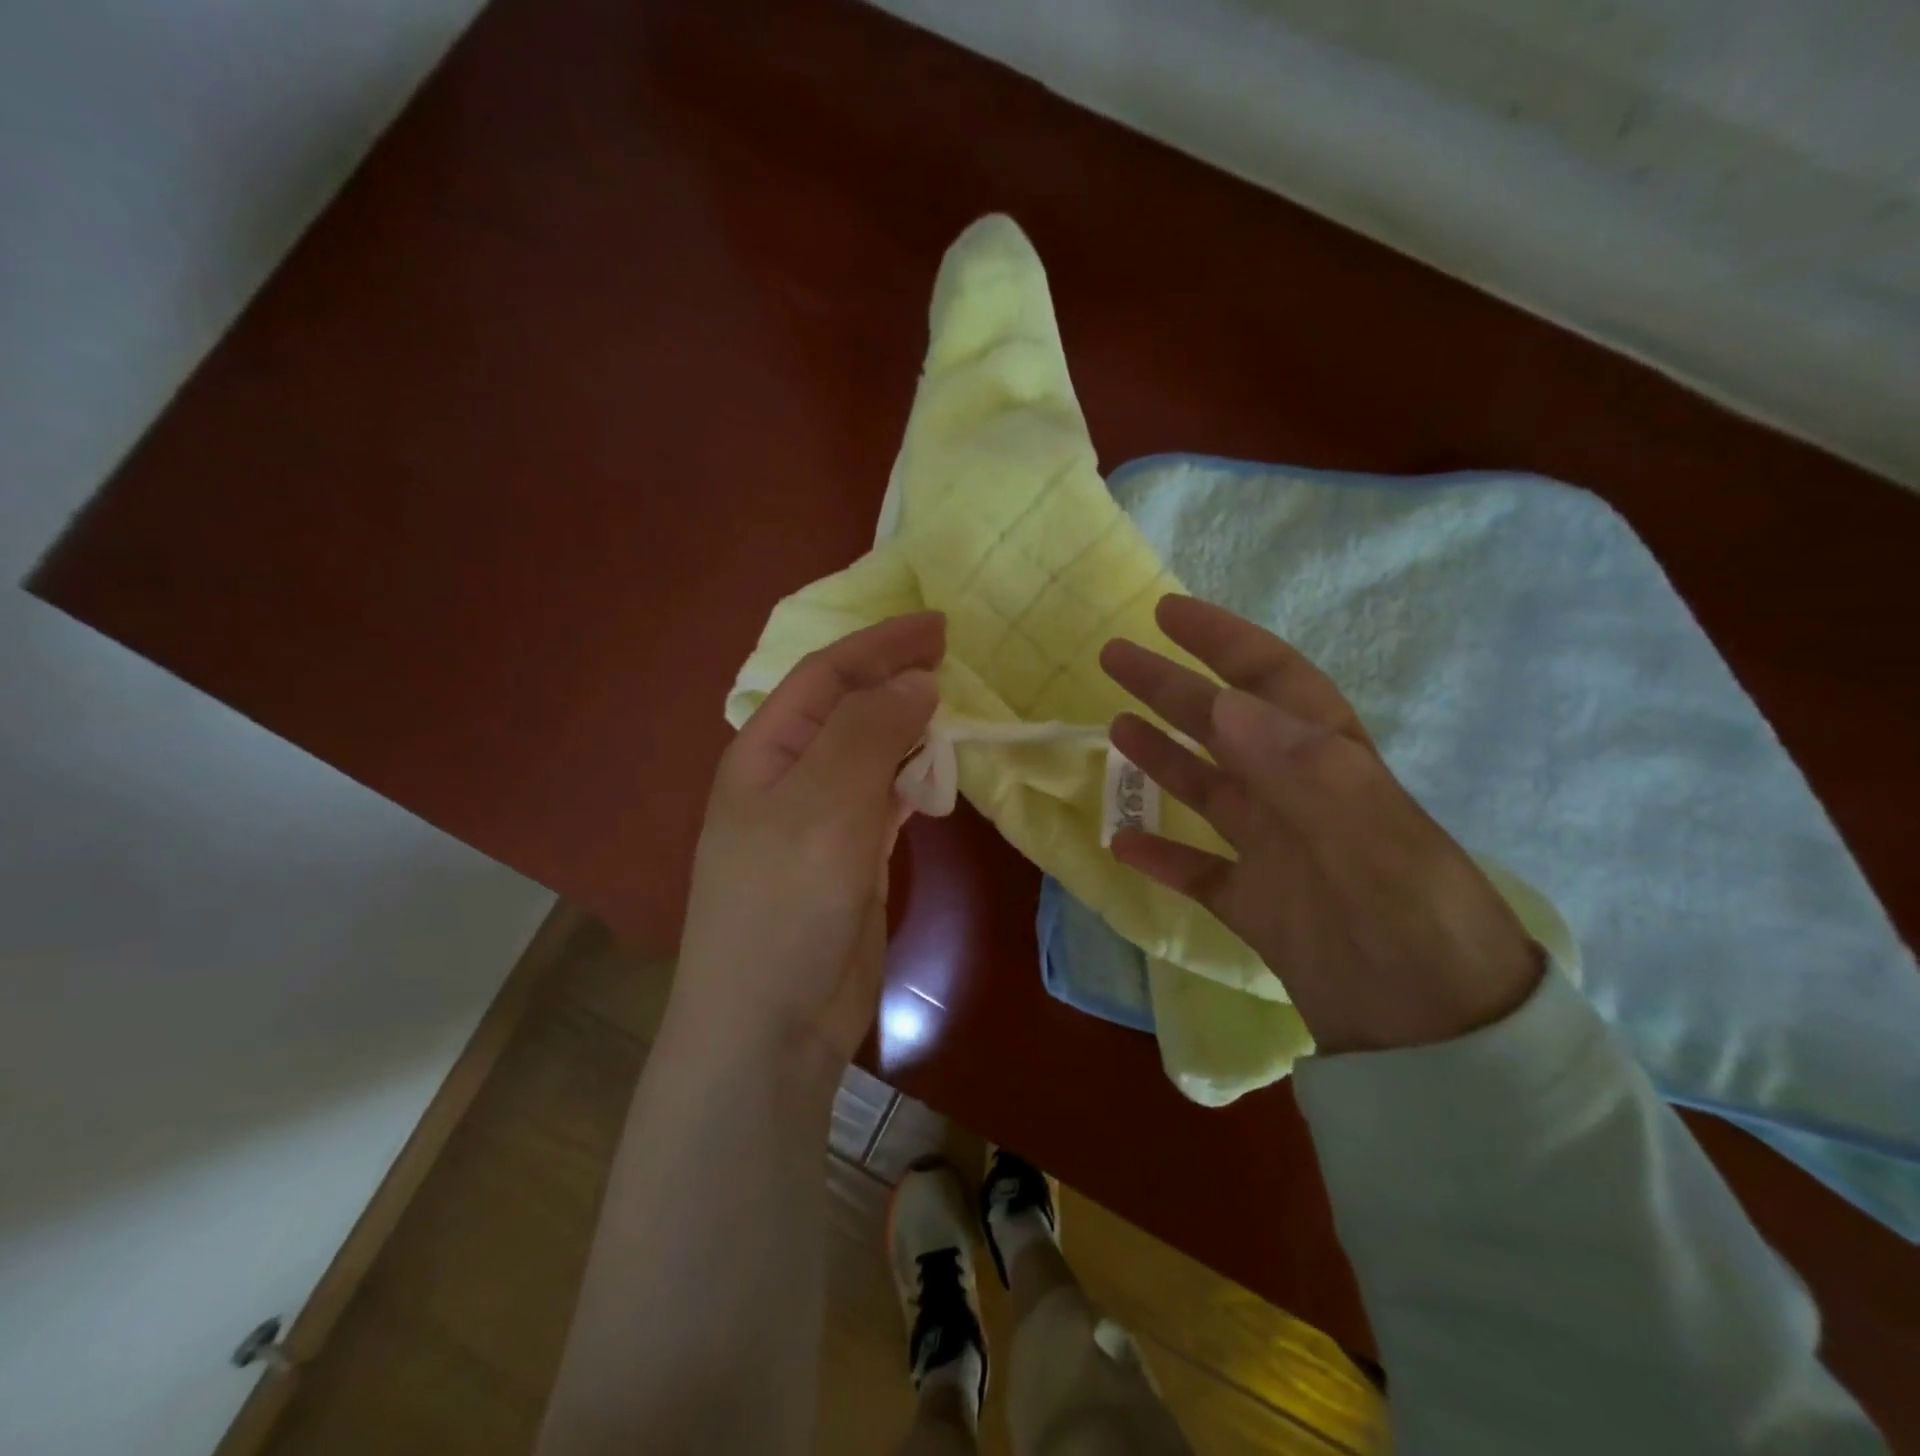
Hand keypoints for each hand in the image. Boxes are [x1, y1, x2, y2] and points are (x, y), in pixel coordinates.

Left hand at [673, 613, 944, 1065]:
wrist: (771, 1023)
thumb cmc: (786, 903)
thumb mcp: (825, 804)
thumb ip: (870, 733)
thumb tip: (916, 681)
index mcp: (766, 751)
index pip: (825, 675)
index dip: (879, 645)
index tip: (939, 626)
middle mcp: (791, 777)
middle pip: (848, 709)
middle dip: (896, 679)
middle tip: (954, 659)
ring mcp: (822, 820)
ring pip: (872, 753)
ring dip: (910, 729)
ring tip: (955, 709)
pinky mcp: (851, 858)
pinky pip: (887, 800)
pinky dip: (915, 779)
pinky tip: (940, 772)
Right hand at [1101, 596, 1541, 1054]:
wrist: (1439, 1043)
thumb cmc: (1415, 928)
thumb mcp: (1373, 837)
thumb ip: (1300, 767)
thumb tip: (1223, 702)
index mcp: (1331, 766)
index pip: (1272, 682)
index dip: (1223, 641)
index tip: (1168, 613)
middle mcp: (1298, 798)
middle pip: (1223, 728)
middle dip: (1171, 688)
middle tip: (1114, 657)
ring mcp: (1275, 854)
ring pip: (1207, 791)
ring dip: (1162, 758)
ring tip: (1116, 728)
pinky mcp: (1256, 909)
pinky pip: (1199, 872)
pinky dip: (1162, 857)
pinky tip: (1121, 844)